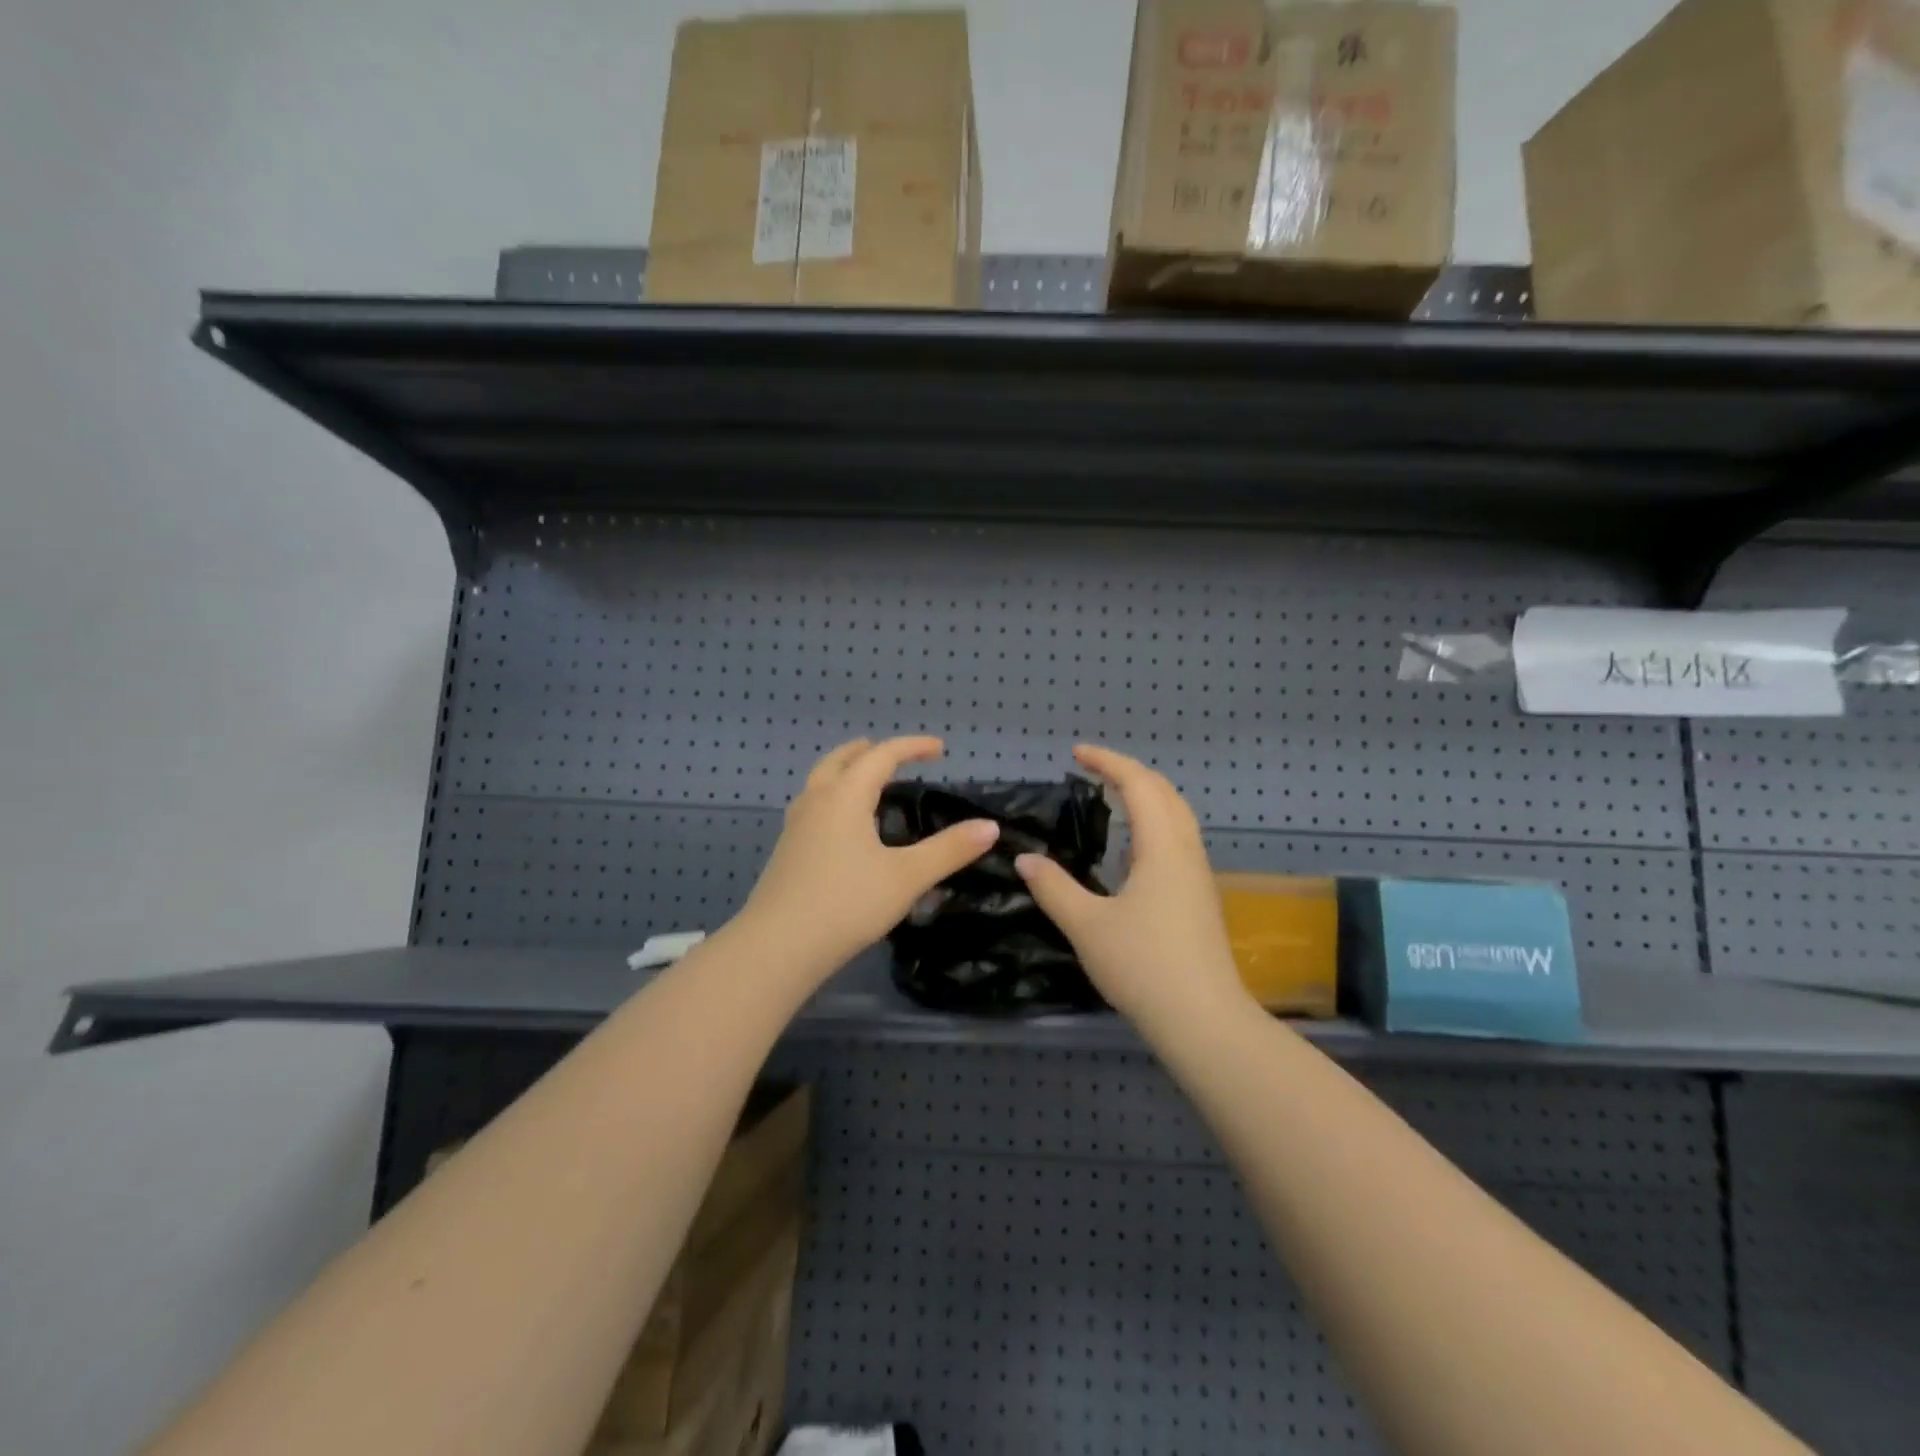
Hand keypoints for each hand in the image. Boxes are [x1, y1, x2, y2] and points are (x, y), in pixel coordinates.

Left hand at [737, 736, 999, 981]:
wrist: (778, 946)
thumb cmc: (847, 904)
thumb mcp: (907, 877)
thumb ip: (949, 850)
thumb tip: (989, 827)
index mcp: (845, 796)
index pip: (882, 756)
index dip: (912, 747)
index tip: (939, 748)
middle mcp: (816, 801)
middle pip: (841, 761)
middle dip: (869, 752)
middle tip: (893, 755)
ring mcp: (795, 826)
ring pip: (820, 782)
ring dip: (845, 772)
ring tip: (865, 783)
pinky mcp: (786, 852)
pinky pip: (812, 807)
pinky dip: (833, 798)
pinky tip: (842, 828)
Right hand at [1015, 745, 1250, 1028]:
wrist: (1204, 1021)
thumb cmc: (1144, 966)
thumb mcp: (1087, 926)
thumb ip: (1054, 887)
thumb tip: (1026, 858)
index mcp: (1162, 848)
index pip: (1139, 785)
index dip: (1108, 762)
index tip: (1077, 754)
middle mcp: (1186, 853)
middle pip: (1165, 793)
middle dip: (1129, 773)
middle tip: (1092, 771)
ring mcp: (1198, 877)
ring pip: (1176, 818)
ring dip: (1145, 798)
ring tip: (1110, 801)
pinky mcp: (1199, 899)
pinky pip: (1176, 842)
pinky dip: (1152, 826)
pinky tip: (1129, 852)